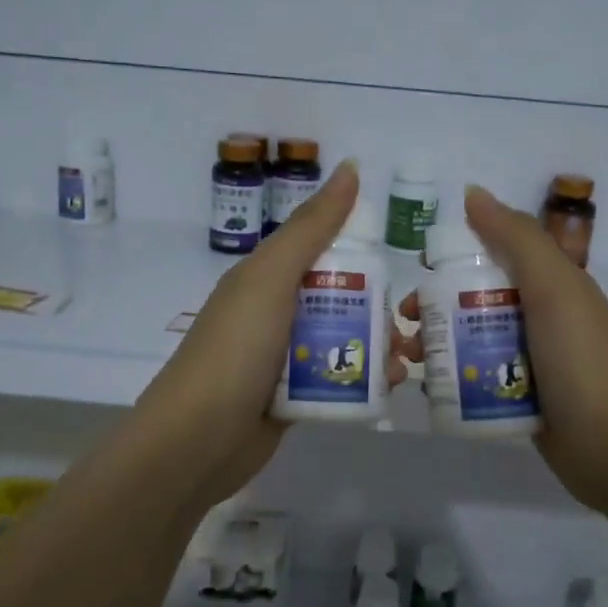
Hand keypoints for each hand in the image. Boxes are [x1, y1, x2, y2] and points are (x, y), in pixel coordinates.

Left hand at [130, 161, 411, 511]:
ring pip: (341, 340)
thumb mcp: (272, 277)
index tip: (401, 265)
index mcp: (266, 277)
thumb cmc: (236, 348)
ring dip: (378, 347)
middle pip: (338, 298)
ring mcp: (282, 357)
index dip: (362, 253)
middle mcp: (274, 312)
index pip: (322, 251)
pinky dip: (364, 379)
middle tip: (410, 325)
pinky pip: (335, 377)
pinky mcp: (291, 397)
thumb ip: (312, 227)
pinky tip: (391, 387)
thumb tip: (352, 167)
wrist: (197, 440)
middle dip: (379, 309)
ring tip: (407, 363)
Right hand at [439, 184, 607, 508]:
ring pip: (473, 341)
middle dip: (436, 308)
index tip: (418, 273)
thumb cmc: (581, 358)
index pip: (495, 258)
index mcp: (552, 285)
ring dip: (437, 344)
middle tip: (405, 324)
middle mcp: (541, 318)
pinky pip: (479, 378)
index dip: (455, 260)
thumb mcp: (553, 287)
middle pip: (476, 302)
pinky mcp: (521, 399)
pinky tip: (426, 388)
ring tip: (407, 360)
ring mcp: (532, 362)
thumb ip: (516, 238)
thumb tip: (472, 192)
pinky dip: (452, 378)